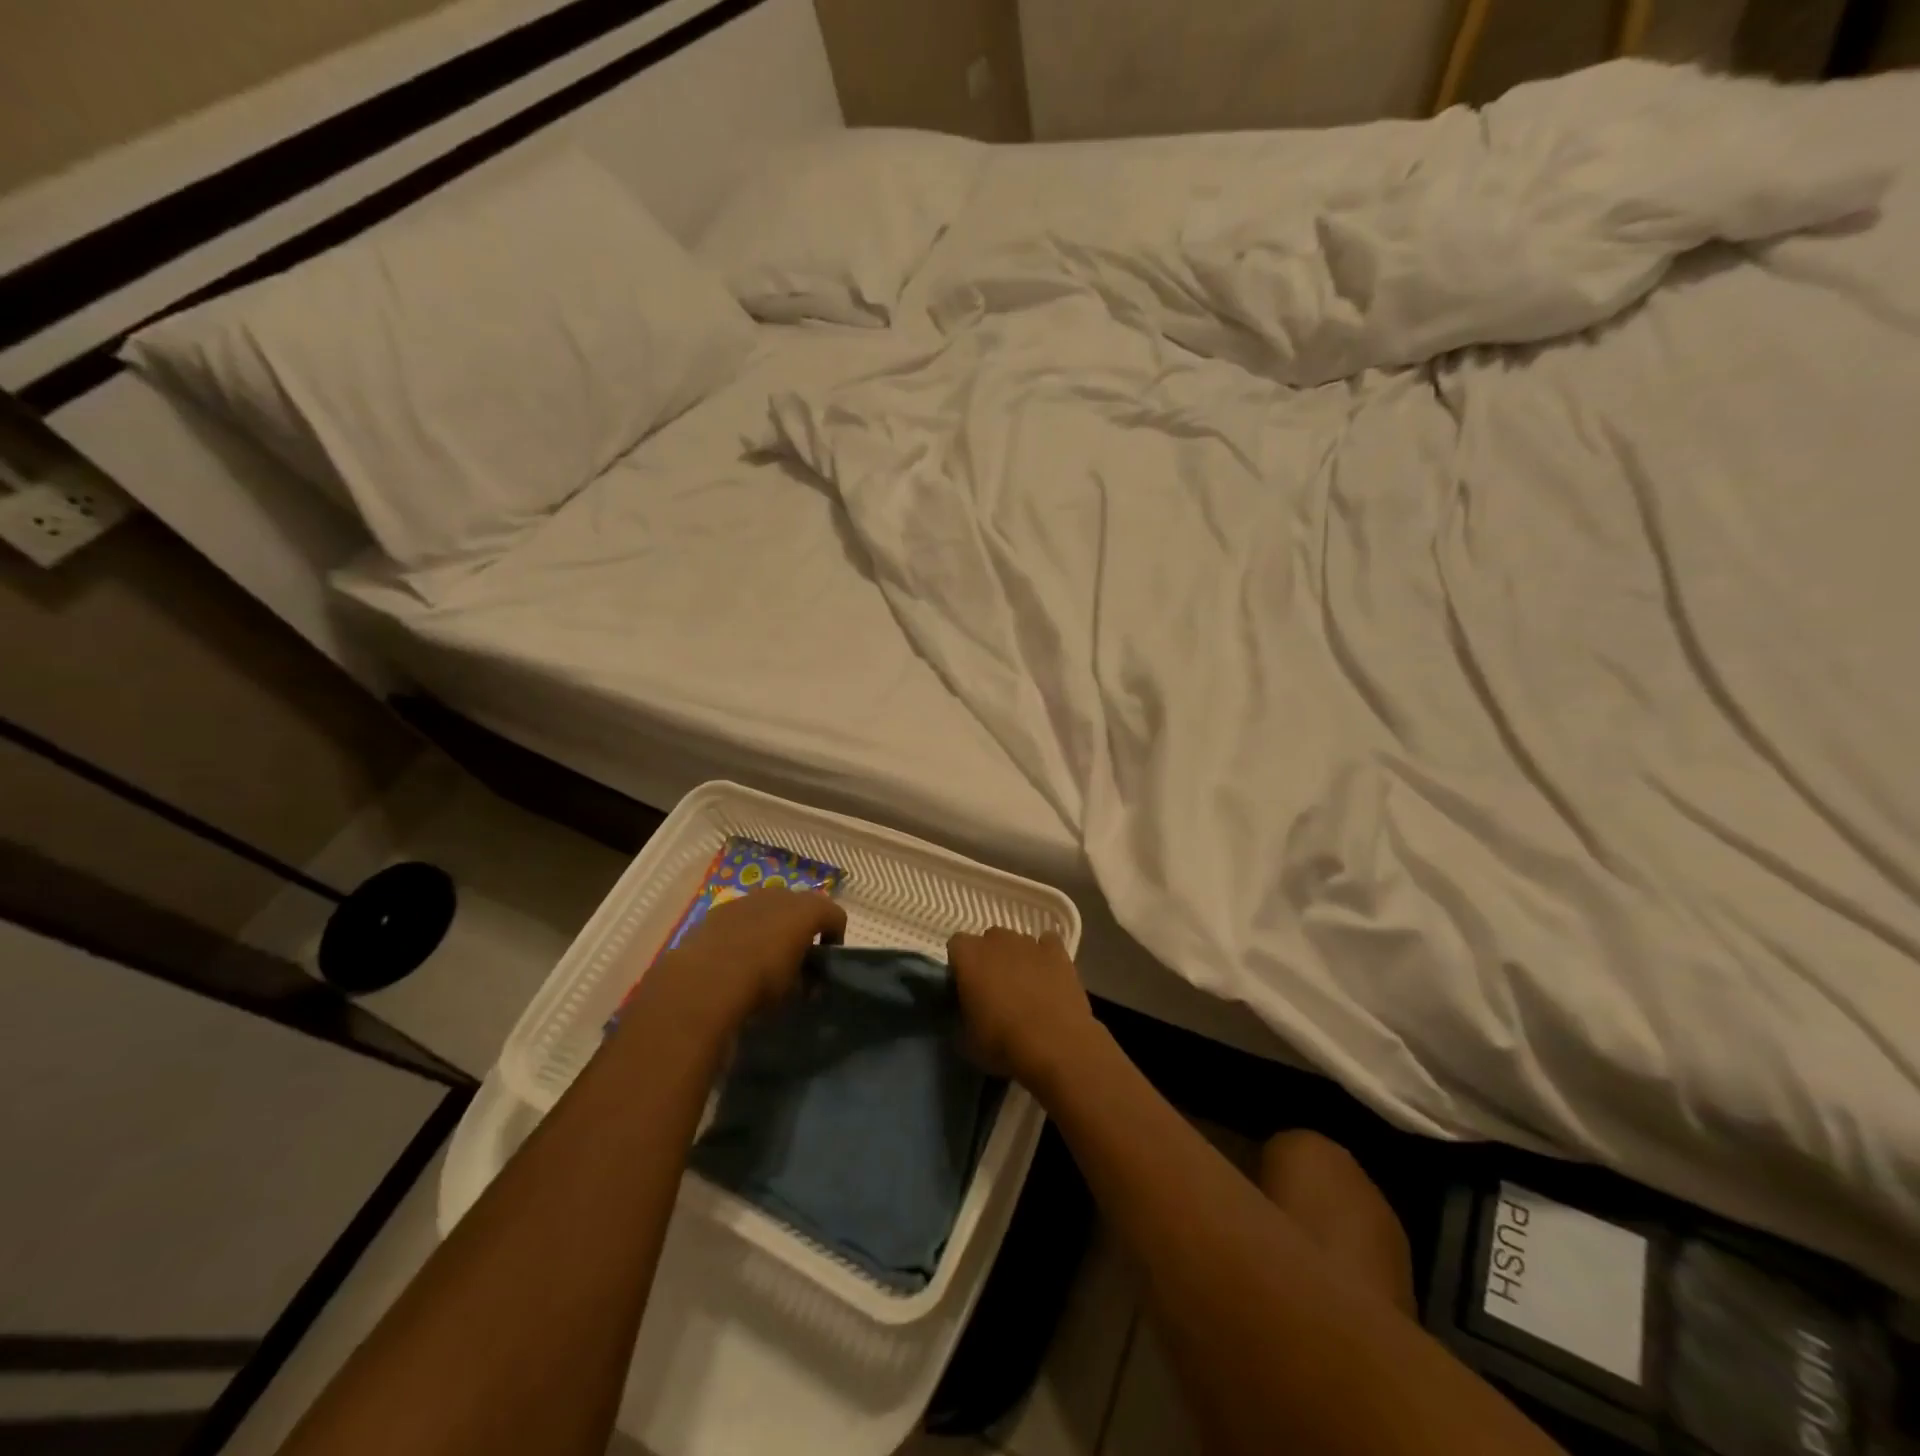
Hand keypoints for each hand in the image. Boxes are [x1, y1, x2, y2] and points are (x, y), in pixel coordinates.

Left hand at [641, 889, 845, 1042]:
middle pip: (801, 905)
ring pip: (769, 908)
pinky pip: (742, 917)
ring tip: (763, 957)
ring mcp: (746, 899)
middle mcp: (779, 895)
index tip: (827, 961)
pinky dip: (745, 931)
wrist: (703, 981)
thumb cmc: (761, 983)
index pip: (834, 915)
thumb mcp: (795, 991)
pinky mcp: (718, 911)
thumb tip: (809, 983)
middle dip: (802, 928)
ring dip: (772, 927)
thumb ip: (808, 981)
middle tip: (797, 957)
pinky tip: (735, 957)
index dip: (835, 937)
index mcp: (805, 910)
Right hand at [946, 927, 1098, 1087]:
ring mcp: (1030, 943)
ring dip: (1017, 958)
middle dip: (990, 958)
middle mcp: (997, 940)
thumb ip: (960, 1013)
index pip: (956, 945)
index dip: (961, 965)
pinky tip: (1049, 977)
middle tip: (995, 988)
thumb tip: (964, 1009)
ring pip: (1018, 942)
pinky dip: (1046, 956)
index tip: (965, 987)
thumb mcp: (964, 1039)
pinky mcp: (1058, 952)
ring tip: (1026, 987)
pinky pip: (1048, 944)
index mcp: (969, 956)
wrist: (1055, 1048)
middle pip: (989, 940)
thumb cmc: (1002, 1044)